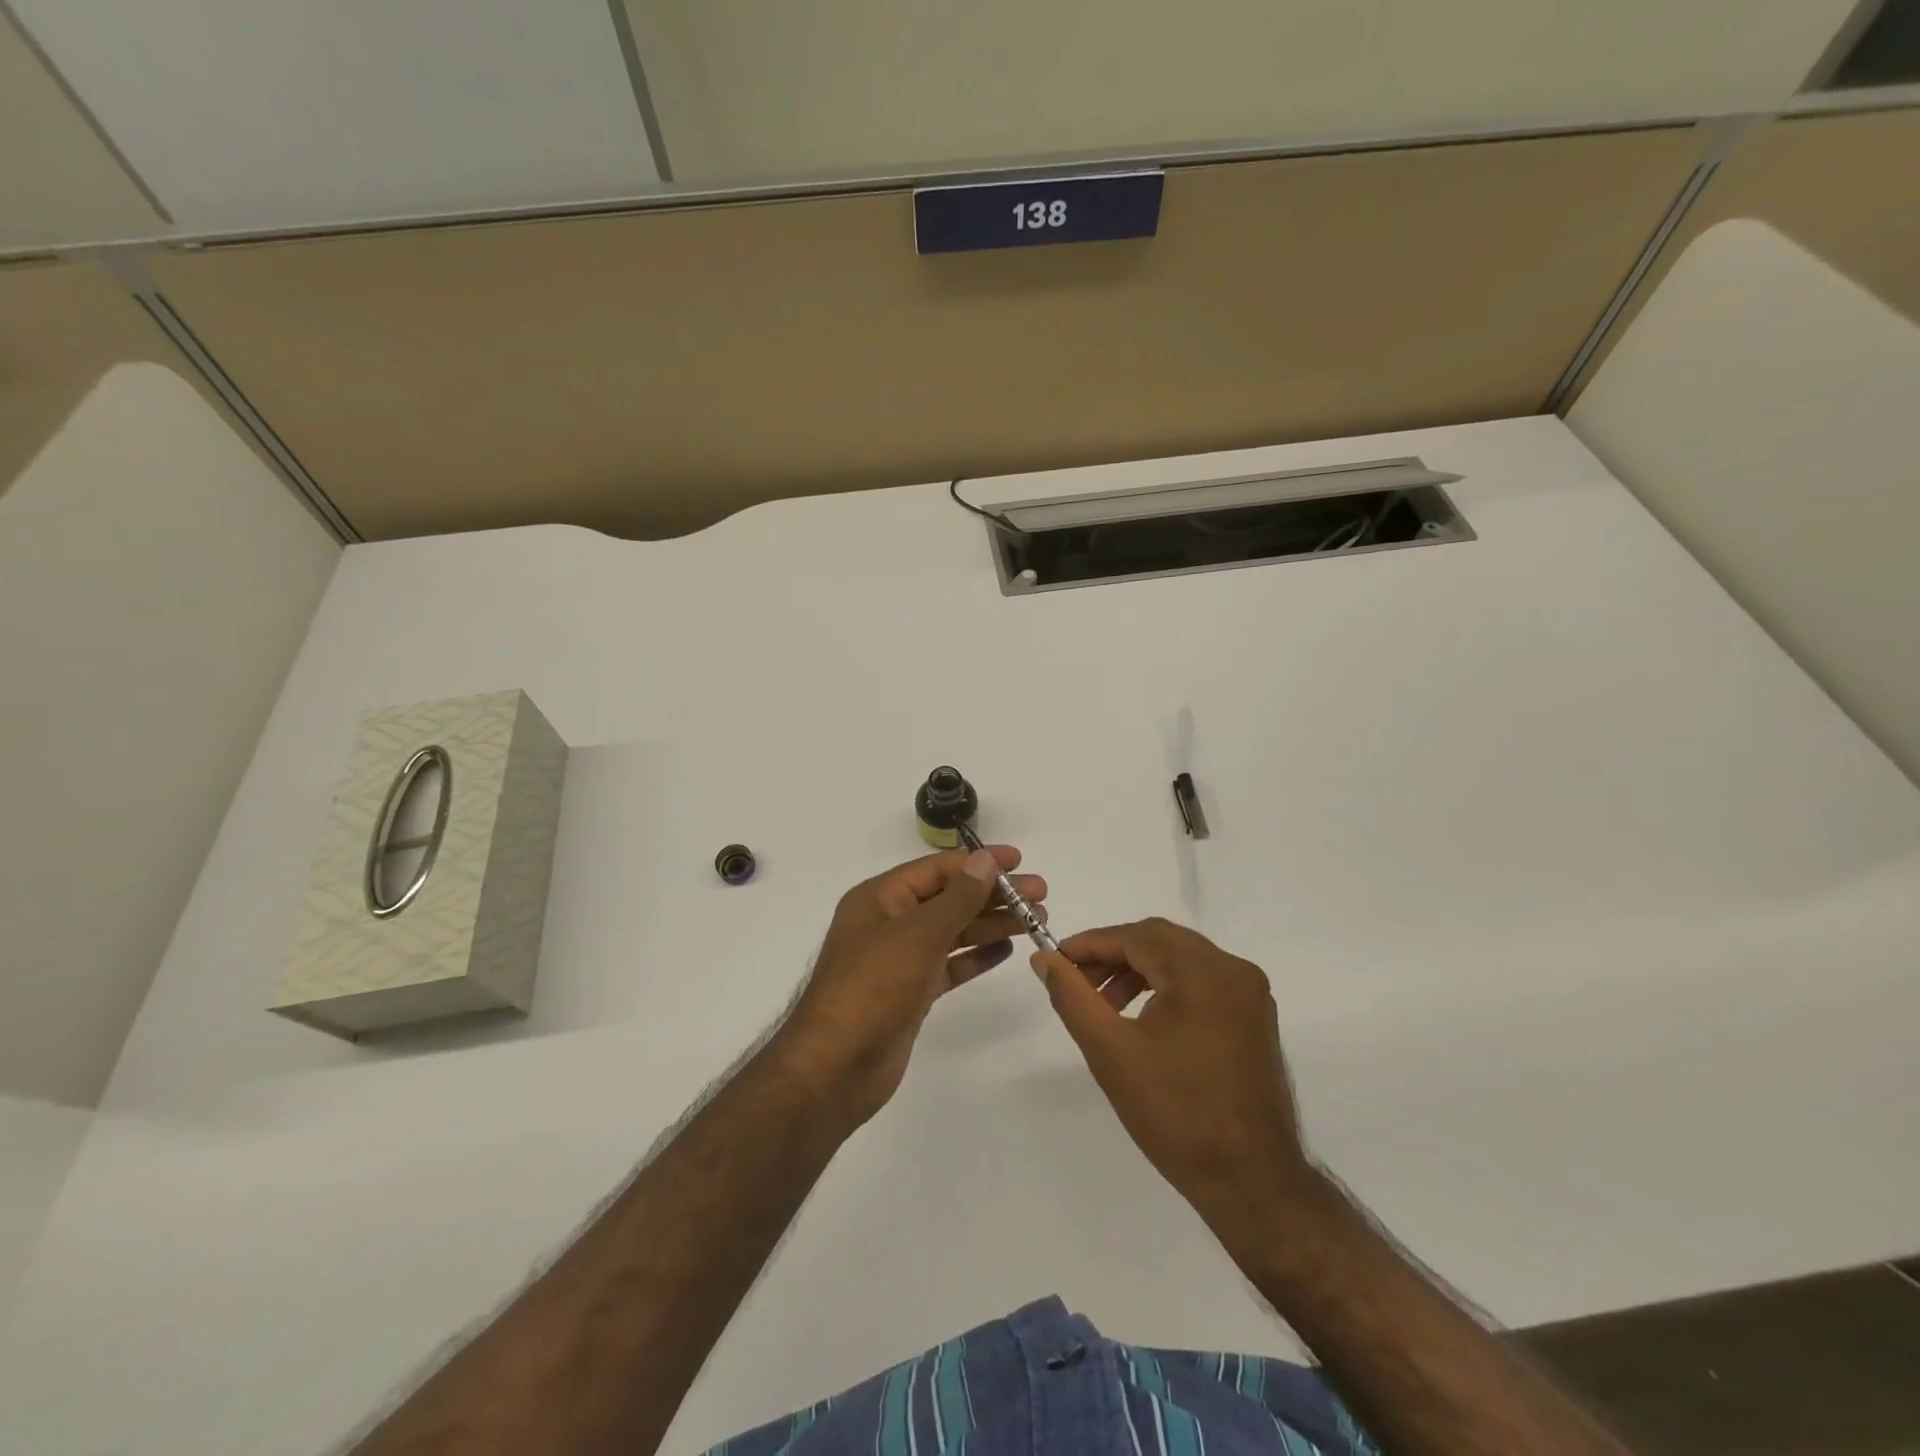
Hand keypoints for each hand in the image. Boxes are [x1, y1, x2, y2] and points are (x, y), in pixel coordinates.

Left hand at [774, 846, 1045, 1129]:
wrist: (836, 1066)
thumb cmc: (873, 987)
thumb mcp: (918, 934)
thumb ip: (957, 897)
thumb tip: (985, 860)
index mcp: (881, 898)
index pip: (938, 869)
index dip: (979, 863)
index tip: (1019, 861)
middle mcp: (890, 922)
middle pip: (949, 898)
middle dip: (993, 895)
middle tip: (1040, 895)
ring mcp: (900, 959)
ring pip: (953, 931)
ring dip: (991, 923)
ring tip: (1034, 920)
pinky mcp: (911, 992)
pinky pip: (949, 964)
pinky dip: (975, 956)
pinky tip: (1005, 949)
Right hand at [1034, 918, 1311, 1230]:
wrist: (1250, 1182)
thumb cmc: (1175, 1114)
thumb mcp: (1110, 1051)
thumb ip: (1072, 996)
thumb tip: (1044, 958)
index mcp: (1203, 972)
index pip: (1136, 936)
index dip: (1091, 944)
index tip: (1056, 959)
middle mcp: (1233, 970)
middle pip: (1160, 940)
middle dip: (1114, 955)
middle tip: (1077, 981)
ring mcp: (1250, 993)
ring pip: (1181, 958)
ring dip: (1139, 969)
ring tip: (1105, 1004)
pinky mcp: (1254, 1017)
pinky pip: (1202, 981)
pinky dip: (1167, 986)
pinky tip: (1142, 1017)